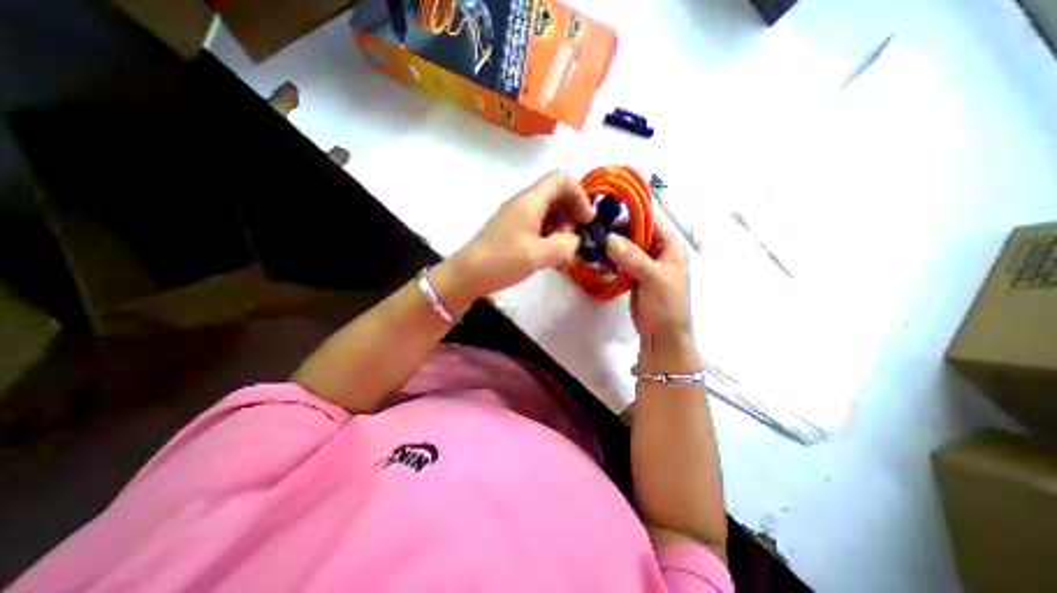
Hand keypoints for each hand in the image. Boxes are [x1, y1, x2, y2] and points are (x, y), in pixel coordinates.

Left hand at [444, 171, 591, 299]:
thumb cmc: (501, 261)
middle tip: (570, 242)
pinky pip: (538, 228)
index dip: (580, 196)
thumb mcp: (538, 256)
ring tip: (560, 256)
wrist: (466, 276)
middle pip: (557, 196)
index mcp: (530, 201)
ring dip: (560, 231)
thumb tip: (574, 241)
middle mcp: (524, 204)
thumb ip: (565, 246)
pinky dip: (549, 239)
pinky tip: (549, 260)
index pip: (562, 179)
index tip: (585, 221)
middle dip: (571, 217)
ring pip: (549, 214)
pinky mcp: (513, 232)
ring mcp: (517, 218)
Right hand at [602, 220, 695, 349]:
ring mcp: (644, 263)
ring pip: (624, 247)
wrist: (661, 335)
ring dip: (610, 248)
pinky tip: (598, 262)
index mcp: (669, 246)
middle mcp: (657, 251)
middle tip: (595, 236)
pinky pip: (620, 262)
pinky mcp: (633, 275)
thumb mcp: (653, 278)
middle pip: (634, 233)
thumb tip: (609, 238)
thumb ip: (633, 257)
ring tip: (593, 249)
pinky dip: (609, 261)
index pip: (649, 221)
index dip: (629, 217)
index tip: (606, 219)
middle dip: (615, 234)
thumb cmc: (666, 305)